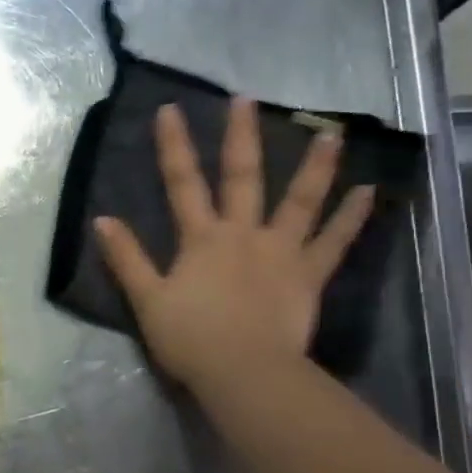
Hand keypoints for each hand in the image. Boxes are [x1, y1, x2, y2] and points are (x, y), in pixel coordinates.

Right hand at [94, 98, 373, 396]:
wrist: (243, 372)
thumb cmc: (191, 339)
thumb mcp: (147, 300)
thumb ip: (127, 259)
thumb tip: (102, 220)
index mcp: (202, 239)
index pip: (182, 184)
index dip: (174, 146)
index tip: (170, 109)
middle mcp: (243, 234)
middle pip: (242, 178)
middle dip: (240, 137)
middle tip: (246, 100)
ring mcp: (280, 252)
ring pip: (299, 201)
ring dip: (315, 166)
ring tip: (332, 133)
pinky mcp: (308, 276)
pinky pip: (333, 243)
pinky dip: (351, 218)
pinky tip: (369, 192)